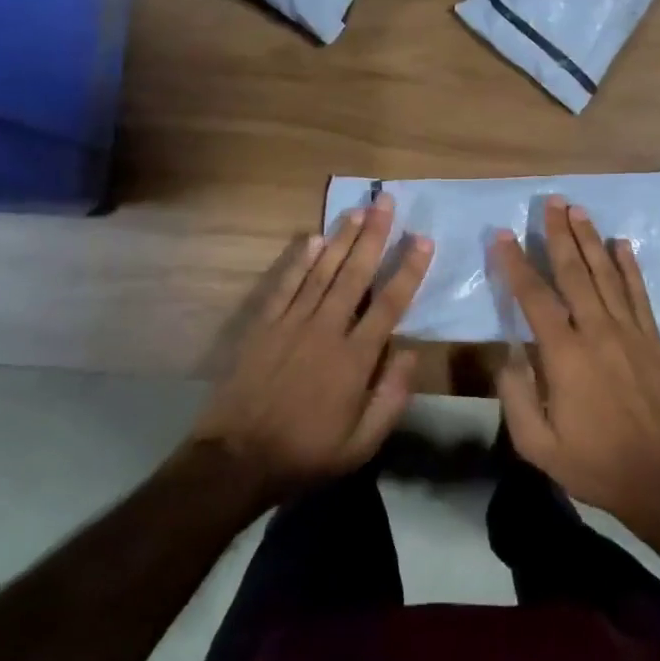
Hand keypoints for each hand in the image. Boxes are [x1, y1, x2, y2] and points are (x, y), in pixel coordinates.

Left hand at [192, 194, 432, 503]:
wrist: (236, 460)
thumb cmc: (306, 454)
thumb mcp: (361, 444)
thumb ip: (391, 398)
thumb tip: (411, 353)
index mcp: (355, 359)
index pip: (390, 304)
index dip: (409, 270)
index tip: (423, 239)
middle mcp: (326, 330)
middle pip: (355, 275)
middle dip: (374, 236)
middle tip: (386, 201)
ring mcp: (291, 324)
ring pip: (322, 272)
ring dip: (342, 238)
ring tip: (358, 209)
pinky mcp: (263, 327)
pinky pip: (285, 285)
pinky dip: (300, 261)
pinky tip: (313, 238)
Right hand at [490, 197, 659, 533]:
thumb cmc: (593, 462)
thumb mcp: (537, 443)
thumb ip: (515, 395)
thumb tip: (508, 354)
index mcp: (564, 354)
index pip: (534, 297)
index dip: (516, 264)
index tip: (502, 235)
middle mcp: (597, 332)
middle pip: (575, 272)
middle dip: (559, 234)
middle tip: (550, 201)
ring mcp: (630, 333)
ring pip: (607, 275)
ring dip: (591, 240)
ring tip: (579, 210)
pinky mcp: (652, 342)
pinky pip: (639, 295)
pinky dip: (630, 268)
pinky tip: (622, 245)